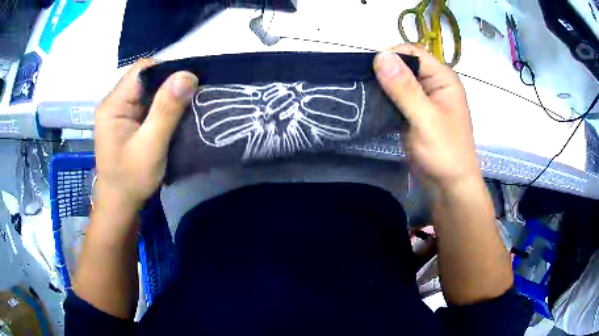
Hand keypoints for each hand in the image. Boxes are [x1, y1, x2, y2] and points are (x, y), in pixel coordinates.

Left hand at [94, 59, 198, 213]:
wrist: (120, 204)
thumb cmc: (131, 179)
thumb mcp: (151, 146)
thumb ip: (166, 110)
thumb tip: (187, 74)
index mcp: (113, 104)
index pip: (142, 70)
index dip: (167, 70)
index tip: (189, 84)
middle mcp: (114, 102)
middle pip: (145, 78)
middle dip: (169, 84)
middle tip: (191, 97)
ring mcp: (119, 111)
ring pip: (148, 90)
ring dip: (167, 96)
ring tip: (186, 106)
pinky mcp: (126, 120)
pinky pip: (147, 103)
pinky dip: (162, 106)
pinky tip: (173, 116)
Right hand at [373, 44, 479, 189]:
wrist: (449, 186)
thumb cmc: (445, 153)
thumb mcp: (426, 119)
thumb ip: (405, 88)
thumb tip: (380, 56)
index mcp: (443, 78)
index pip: (413, 52)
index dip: (392, 56)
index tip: (371, 71)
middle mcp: (434, 83)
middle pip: (404, 64)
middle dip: (384, 70)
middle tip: (364, 84)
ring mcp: (424, 98)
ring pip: (398, 81)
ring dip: (382, 85)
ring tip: (363, 93)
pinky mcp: (414, 112)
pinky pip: (396, 97)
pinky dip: (384, 98)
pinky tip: (371, 104)